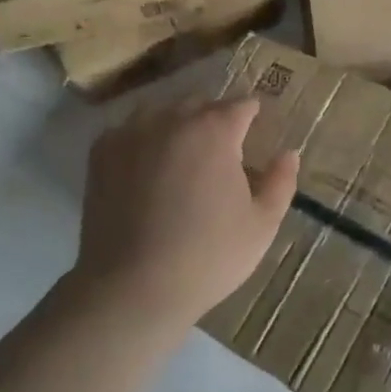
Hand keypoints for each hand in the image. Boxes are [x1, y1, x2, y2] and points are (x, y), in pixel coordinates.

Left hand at [75, 98, 298, 327]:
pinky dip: (142, 138)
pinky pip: (128, 129)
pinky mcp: (101, 153)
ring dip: (177, 123)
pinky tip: (147, 164)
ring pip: (162, 111)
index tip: (255, 129)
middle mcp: (172, 119)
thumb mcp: (262, 225)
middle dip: (215, 118)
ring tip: (182, 153)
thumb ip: (281, 182)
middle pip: (201, 103)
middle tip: (222, 149)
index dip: (252, 115)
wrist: (132, 288)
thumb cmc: (207, 256)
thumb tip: (289, 153)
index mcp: (215, 130)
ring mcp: (132, 133)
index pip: (242, 105)